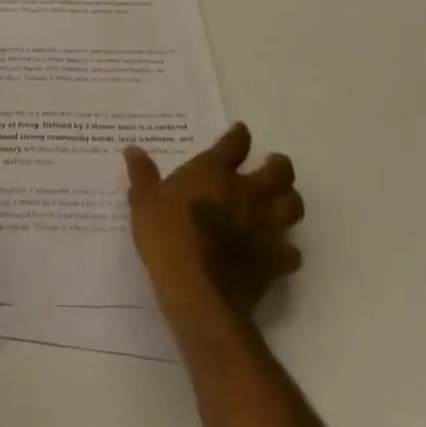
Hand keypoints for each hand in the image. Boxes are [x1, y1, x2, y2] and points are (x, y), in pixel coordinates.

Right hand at [125, 122, 303, 321]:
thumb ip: (142, 174)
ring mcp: (264, 227)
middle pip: (278, 172)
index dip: (239, 135)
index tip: (241, 132)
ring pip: (293, 206)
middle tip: (273, 165)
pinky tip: (278, 251)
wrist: (198, 294)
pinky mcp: (274, 261)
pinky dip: (288, 250)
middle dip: (279, 165)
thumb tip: (132, 149)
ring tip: (281, 202)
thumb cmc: (167, 238)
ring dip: (289, 201)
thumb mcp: (144, 202)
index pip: (234, 144)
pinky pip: (292, 252)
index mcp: (214, 173)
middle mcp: (245, 193)